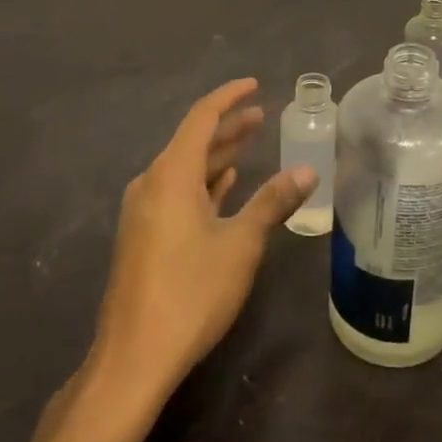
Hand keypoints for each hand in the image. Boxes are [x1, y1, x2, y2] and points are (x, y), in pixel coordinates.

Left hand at [90, 79, 315, 400]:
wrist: (134, 357)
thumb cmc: (191, 292)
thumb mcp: (241, 244)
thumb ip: (272, 203)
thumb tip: (307, 171)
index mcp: (171, 175)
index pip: (201, 118)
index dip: (229, 98)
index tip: (253, 85)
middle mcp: (152, 184)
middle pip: (192, 142)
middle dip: (227, 127)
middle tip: (260, 116)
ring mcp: (143, 211)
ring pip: (185, 169)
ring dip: (217, 155)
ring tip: (248, 144)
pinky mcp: (143, 235)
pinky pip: (176, 192)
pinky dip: (203, 183)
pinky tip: (222, 185)